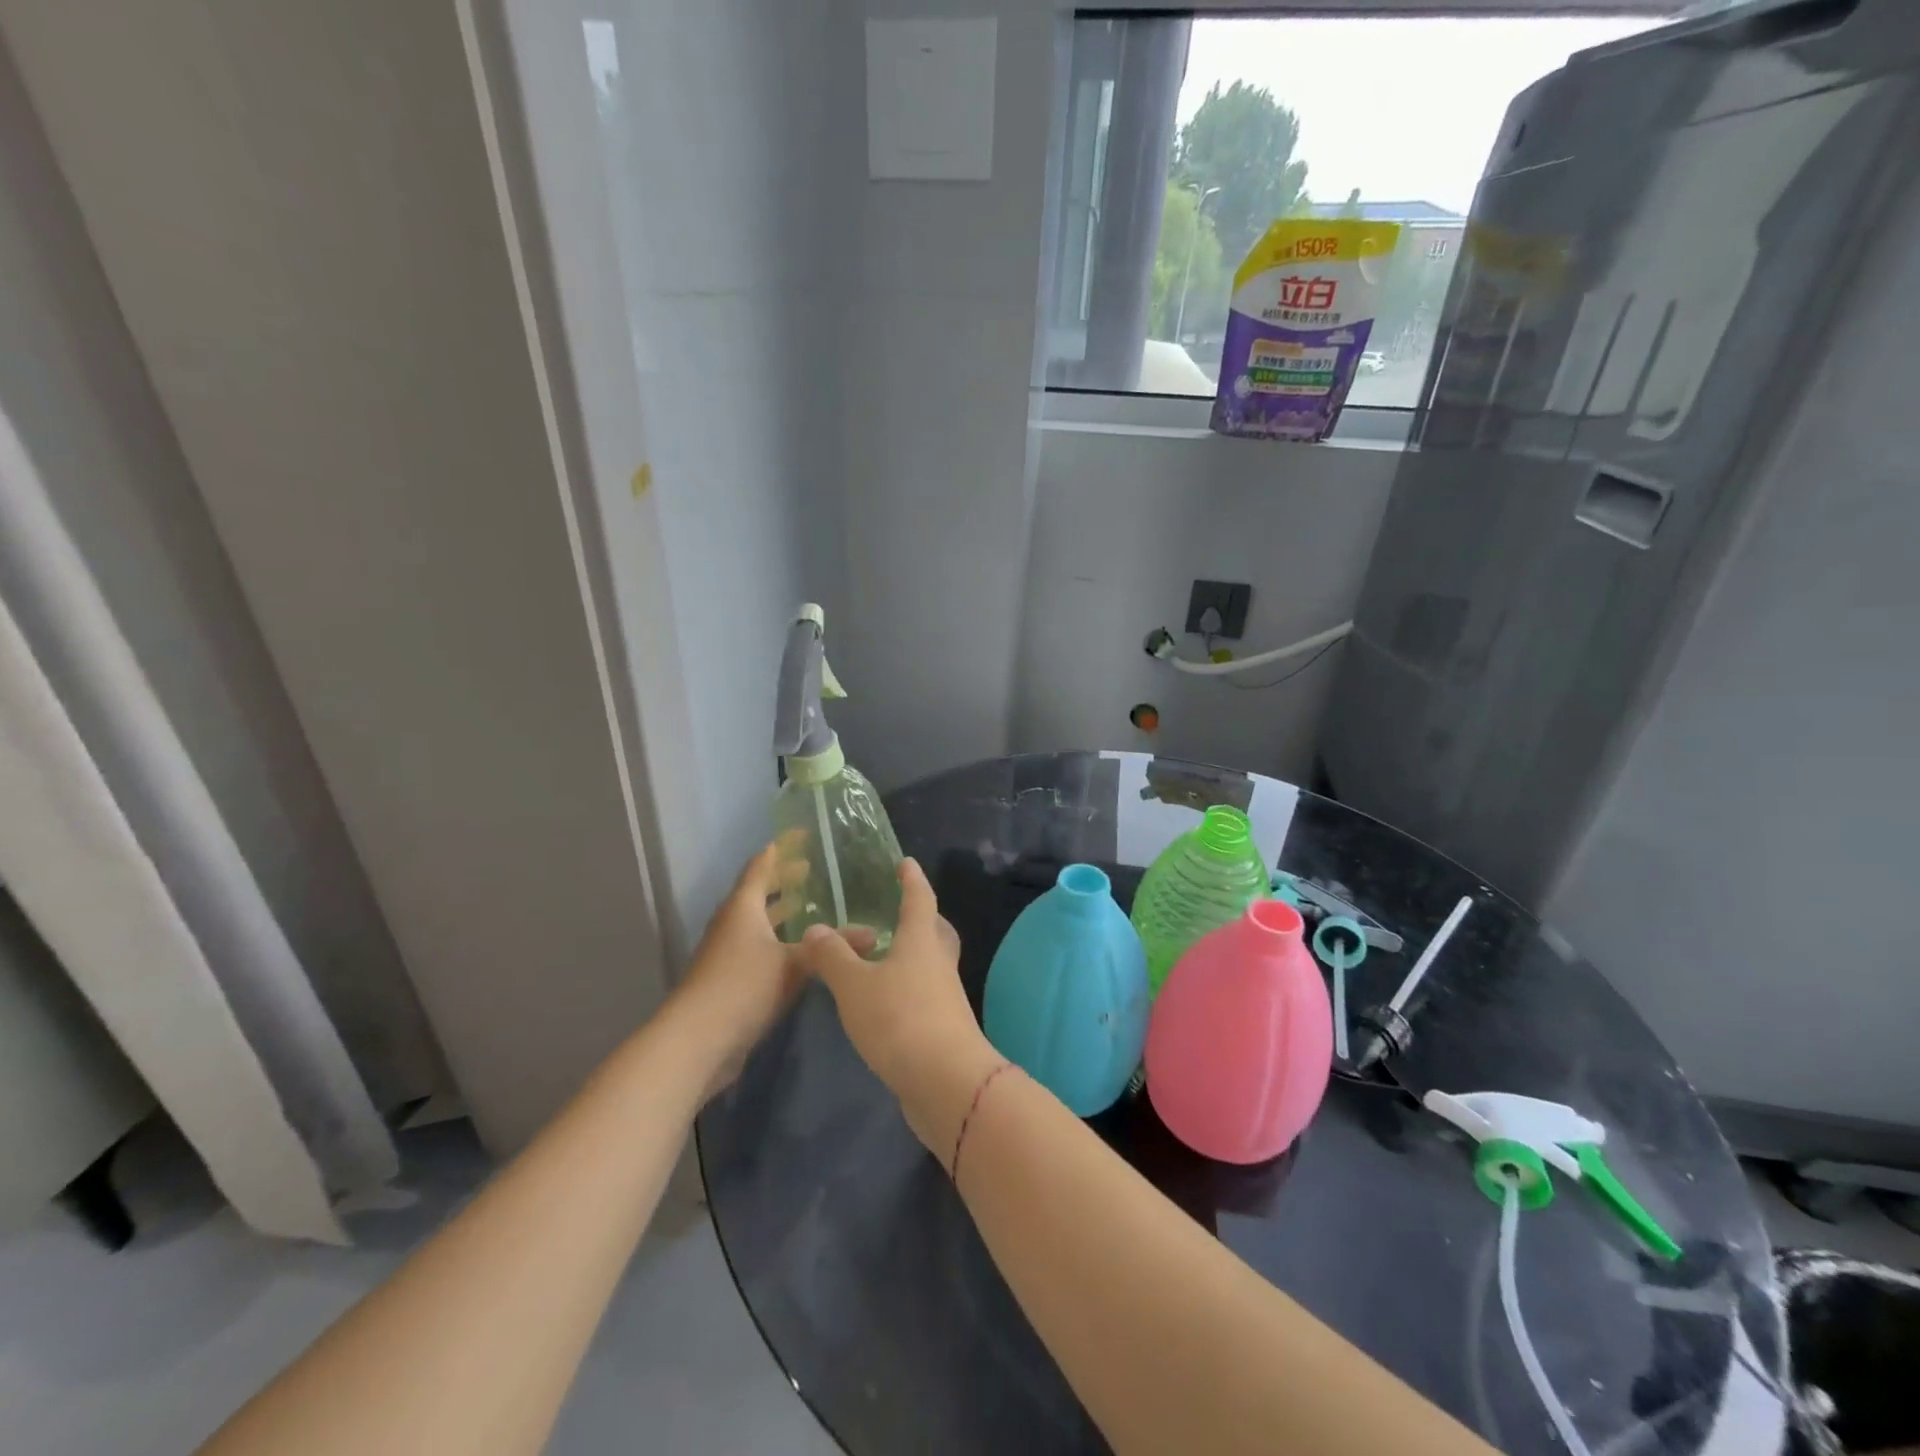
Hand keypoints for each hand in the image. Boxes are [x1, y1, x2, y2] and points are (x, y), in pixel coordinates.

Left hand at [674, 843, 807, 1098]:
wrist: (697, 1042)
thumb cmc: (742, 986)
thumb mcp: (793, 964)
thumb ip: (831, 947)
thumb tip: (873, 932)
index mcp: (742, 907)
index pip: (761, 866)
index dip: (782, 849)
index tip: (803, 835)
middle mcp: (733, 924)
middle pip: (759, 893)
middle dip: (785, 880)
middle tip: (815, 869)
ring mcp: (729, 954)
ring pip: (760, 923)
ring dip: (783, 914)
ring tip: (815, 907)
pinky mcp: (732, 981)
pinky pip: (761, 949)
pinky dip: (782, 942)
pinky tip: (805, 953)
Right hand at [795, 858, 1000, 1154]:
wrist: (946, 1082)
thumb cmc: (899, 1020)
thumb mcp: (854, 986)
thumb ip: (832, 957)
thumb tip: (815, 929)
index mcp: (921, 941)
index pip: (919, 899)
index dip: (912, 880)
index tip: (906, 863)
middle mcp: (939, 963)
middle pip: (936, 931)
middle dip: (922, 917)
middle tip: (901, 911)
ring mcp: (946, 997)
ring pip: (933, 964)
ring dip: (914, 956)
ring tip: (884, 958)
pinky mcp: (944, 1028)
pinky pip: (927, 995)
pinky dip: (909, 989)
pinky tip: (887, 1002)